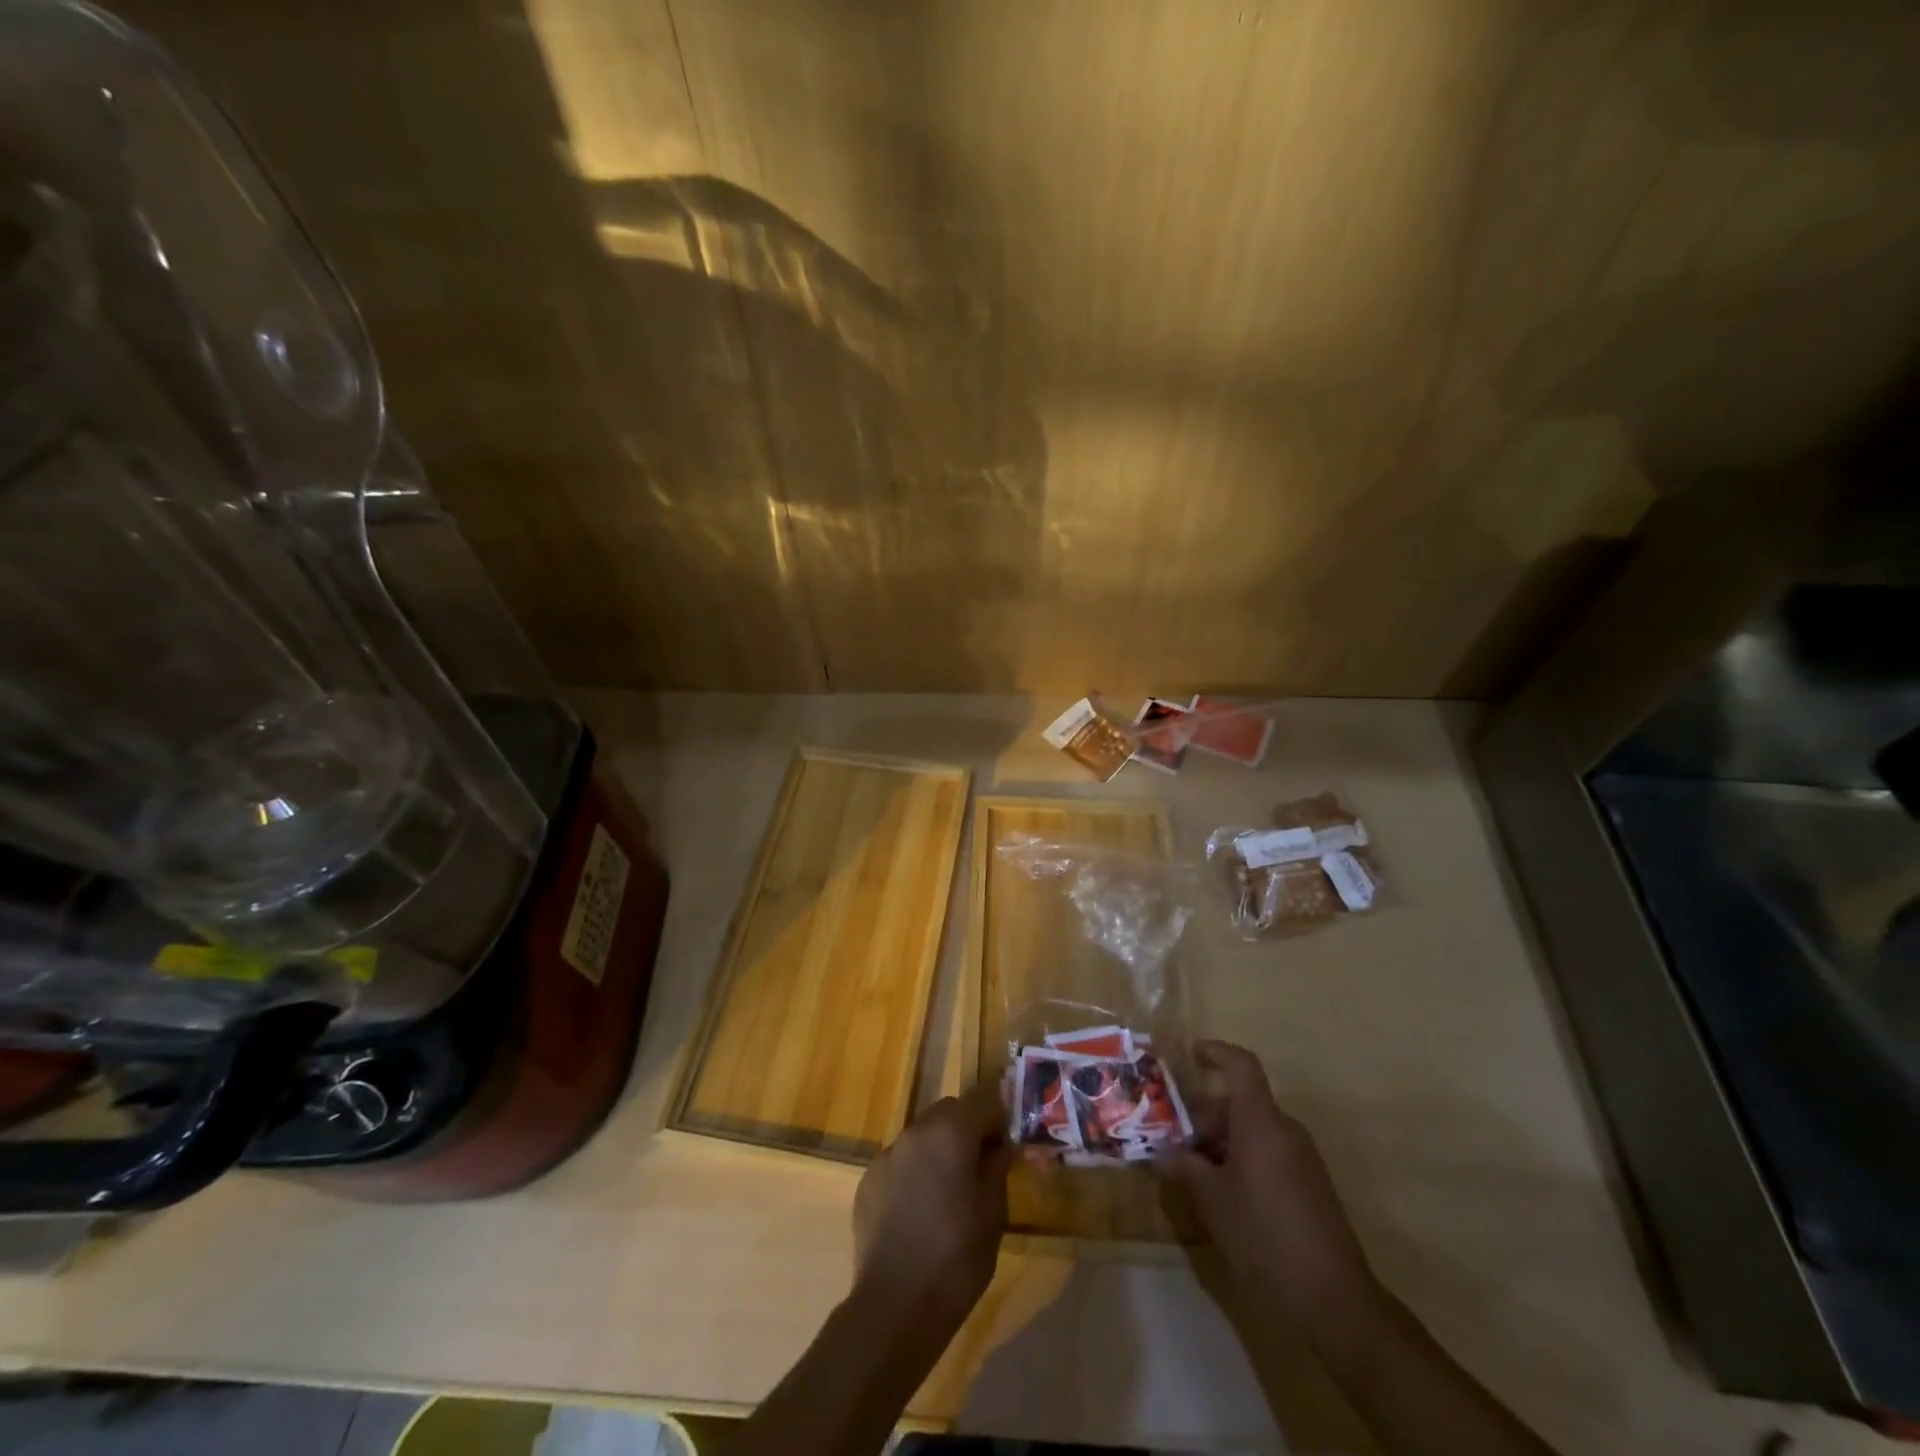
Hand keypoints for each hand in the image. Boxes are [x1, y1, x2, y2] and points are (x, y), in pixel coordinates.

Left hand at [853, 1082, 1013, 1329]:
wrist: (894, 1306)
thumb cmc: (956, 1258)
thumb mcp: (993, 1213)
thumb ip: (998, 1167)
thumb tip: (1003, 1146)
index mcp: (950, 1132)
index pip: (983, 1097)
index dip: (1000, 1115)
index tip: (1009, 1143)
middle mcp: (915, 1131)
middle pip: (949, 1111)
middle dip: (969, 1129)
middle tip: (983, 1166)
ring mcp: (887, 1154)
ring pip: (923, 1135)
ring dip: (940, 1149)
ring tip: (950, 1192)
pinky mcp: (868, 1180)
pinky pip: (901, 1161)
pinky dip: (915, 1172)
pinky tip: (920, 1211)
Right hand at [1159, 1040, 1382, 1343]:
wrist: (1335, 1301)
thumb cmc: (1264, 1236)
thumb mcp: (1212, 1201)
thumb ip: (1184, 1168)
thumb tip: (1162, 1153)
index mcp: (1261, 1122)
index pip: (1241, 1066)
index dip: (1216, 1053)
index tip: (1191, 1055)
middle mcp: (1285, 1131)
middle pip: (1240, 1104)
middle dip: (1204, 1118)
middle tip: (1174, 1145)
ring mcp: (1302, 1160)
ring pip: (1253, 1132)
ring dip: (1221, 1143)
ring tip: (1192, 1174)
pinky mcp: (1310, 1187)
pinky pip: (1269, 1155)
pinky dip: (1242, 1160)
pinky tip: (1223, 1196)